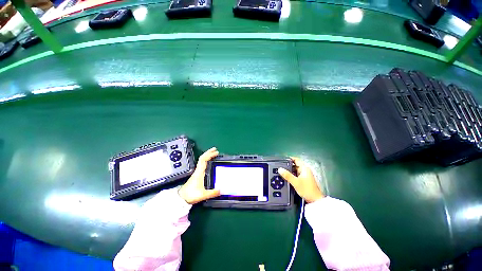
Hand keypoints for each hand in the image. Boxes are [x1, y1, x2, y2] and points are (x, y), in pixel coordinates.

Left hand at [179, 147, 220, 203]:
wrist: (181, 198)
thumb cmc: (191, 195)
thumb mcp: (203, 195)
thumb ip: (212, 193)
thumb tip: (221, 190)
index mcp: (199, 172)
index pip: (203, 160)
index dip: (209, 154)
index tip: (216, 152)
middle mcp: (198, 170)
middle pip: (202, 158)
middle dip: (209, 152)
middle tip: (215, 150)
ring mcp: (196, 172)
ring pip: (202, 161)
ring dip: (207, 156)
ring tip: (213, 154)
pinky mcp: (196, 175)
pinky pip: (202, 164)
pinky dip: (206, 161)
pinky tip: (209, 163)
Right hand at [278, 157, 323, 203]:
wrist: (314, 201)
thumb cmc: (307, 190)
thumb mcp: (295, 182)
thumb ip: (287, 175)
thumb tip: (280, 169)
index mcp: (305, 168)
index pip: (296, 159)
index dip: (289, 158)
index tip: (282, 160)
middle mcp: (305, 170)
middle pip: (295, 165)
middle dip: (288, 166)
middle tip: (280, 167)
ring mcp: (304, 175)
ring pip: (295, 170)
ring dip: (289, 171)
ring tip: (282, 172)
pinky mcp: (303, 180)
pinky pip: (296, 175)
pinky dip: (291, 175)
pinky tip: (287, 178)